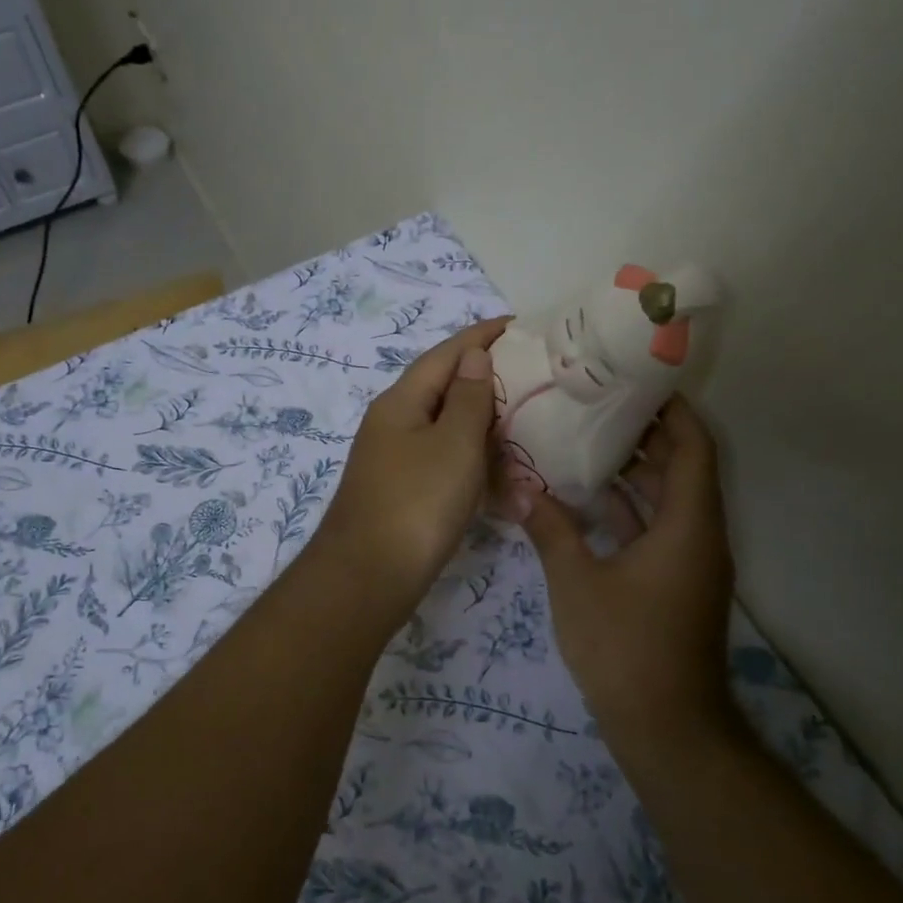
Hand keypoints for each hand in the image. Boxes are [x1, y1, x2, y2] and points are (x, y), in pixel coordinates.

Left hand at [311, 317, 510, 617]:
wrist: (368, 578)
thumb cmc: (416, 503)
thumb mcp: (453, 444)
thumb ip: (469, 398)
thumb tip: (474, 355)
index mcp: (401, 402)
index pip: (446, 354)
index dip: (482, 336)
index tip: (519, 324)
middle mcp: (394, 424)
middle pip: (445, 389)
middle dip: (487, 379)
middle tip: (534, 376)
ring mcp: (396, 460)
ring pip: (447, 430)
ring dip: (484, 426)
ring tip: (527, 422)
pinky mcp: (404, 493)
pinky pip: (445, 464)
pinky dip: (474, 464)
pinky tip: (502, 476)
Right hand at [512, 395, 740, 741]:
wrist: (667, 729)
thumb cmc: (626, 647)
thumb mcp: (577, 582)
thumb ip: (549, 527)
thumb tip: (517, 486)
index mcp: (688, 525)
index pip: (693, 446)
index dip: (672, 409)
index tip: (636, 380)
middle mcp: (698, 535)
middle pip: (681, 467)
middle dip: (644, 433)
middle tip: (596, 402)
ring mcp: (688, 562)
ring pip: (668, 499)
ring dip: (635, 470)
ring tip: (585, 436)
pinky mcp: (674, 583)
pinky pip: (656, 528)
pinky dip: (628, 507)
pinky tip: (586, 496)